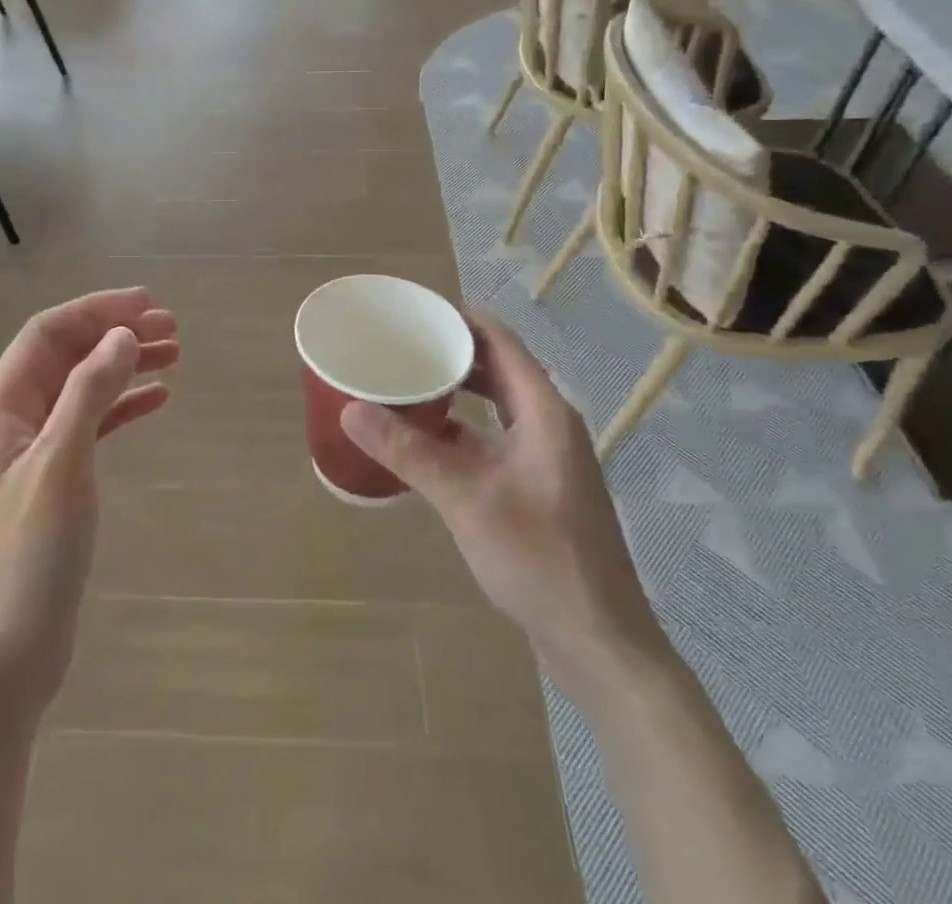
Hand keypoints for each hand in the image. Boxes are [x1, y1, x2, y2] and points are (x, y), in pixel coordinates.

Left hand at [0, 289, 179, 718]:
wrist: (1, 663)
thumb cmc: (25, 560)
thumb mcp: (60, 466)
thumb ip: (89, 394)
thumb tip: (121, 334)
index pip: (46, 335)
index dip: (95, 311)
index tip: (147, 305)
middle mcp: (10, 422)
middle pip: (66, 357)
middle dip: (114, 334)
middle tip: (171, 328)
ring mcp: (31, 454)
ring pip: (81, 389)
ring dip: (123, 367)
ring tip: (174, 354)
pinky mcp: (52, 484)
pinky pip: (90, 427)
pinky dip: (122, 407)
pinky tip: (157, 399)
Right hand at [341, 312, 665, 701]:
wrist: (599, 643)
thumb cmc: (539, 559)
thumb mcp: (465, 499)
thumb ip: (409, 451)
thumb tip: (352, 408)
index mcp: (545, 413)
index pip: (503, 343)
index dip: (462, 319)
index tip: (417, 309)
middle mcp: (550, 426)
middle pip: (500, 370)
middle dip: (454, 353)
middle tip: (403, 344)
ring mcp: (546, 460)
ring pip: (497, 408)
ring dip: (458, 392)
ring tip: (409, 382)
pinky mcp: (539, 490)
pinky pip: (496, 440)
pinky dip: (464, 431)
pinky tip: (427, 442)